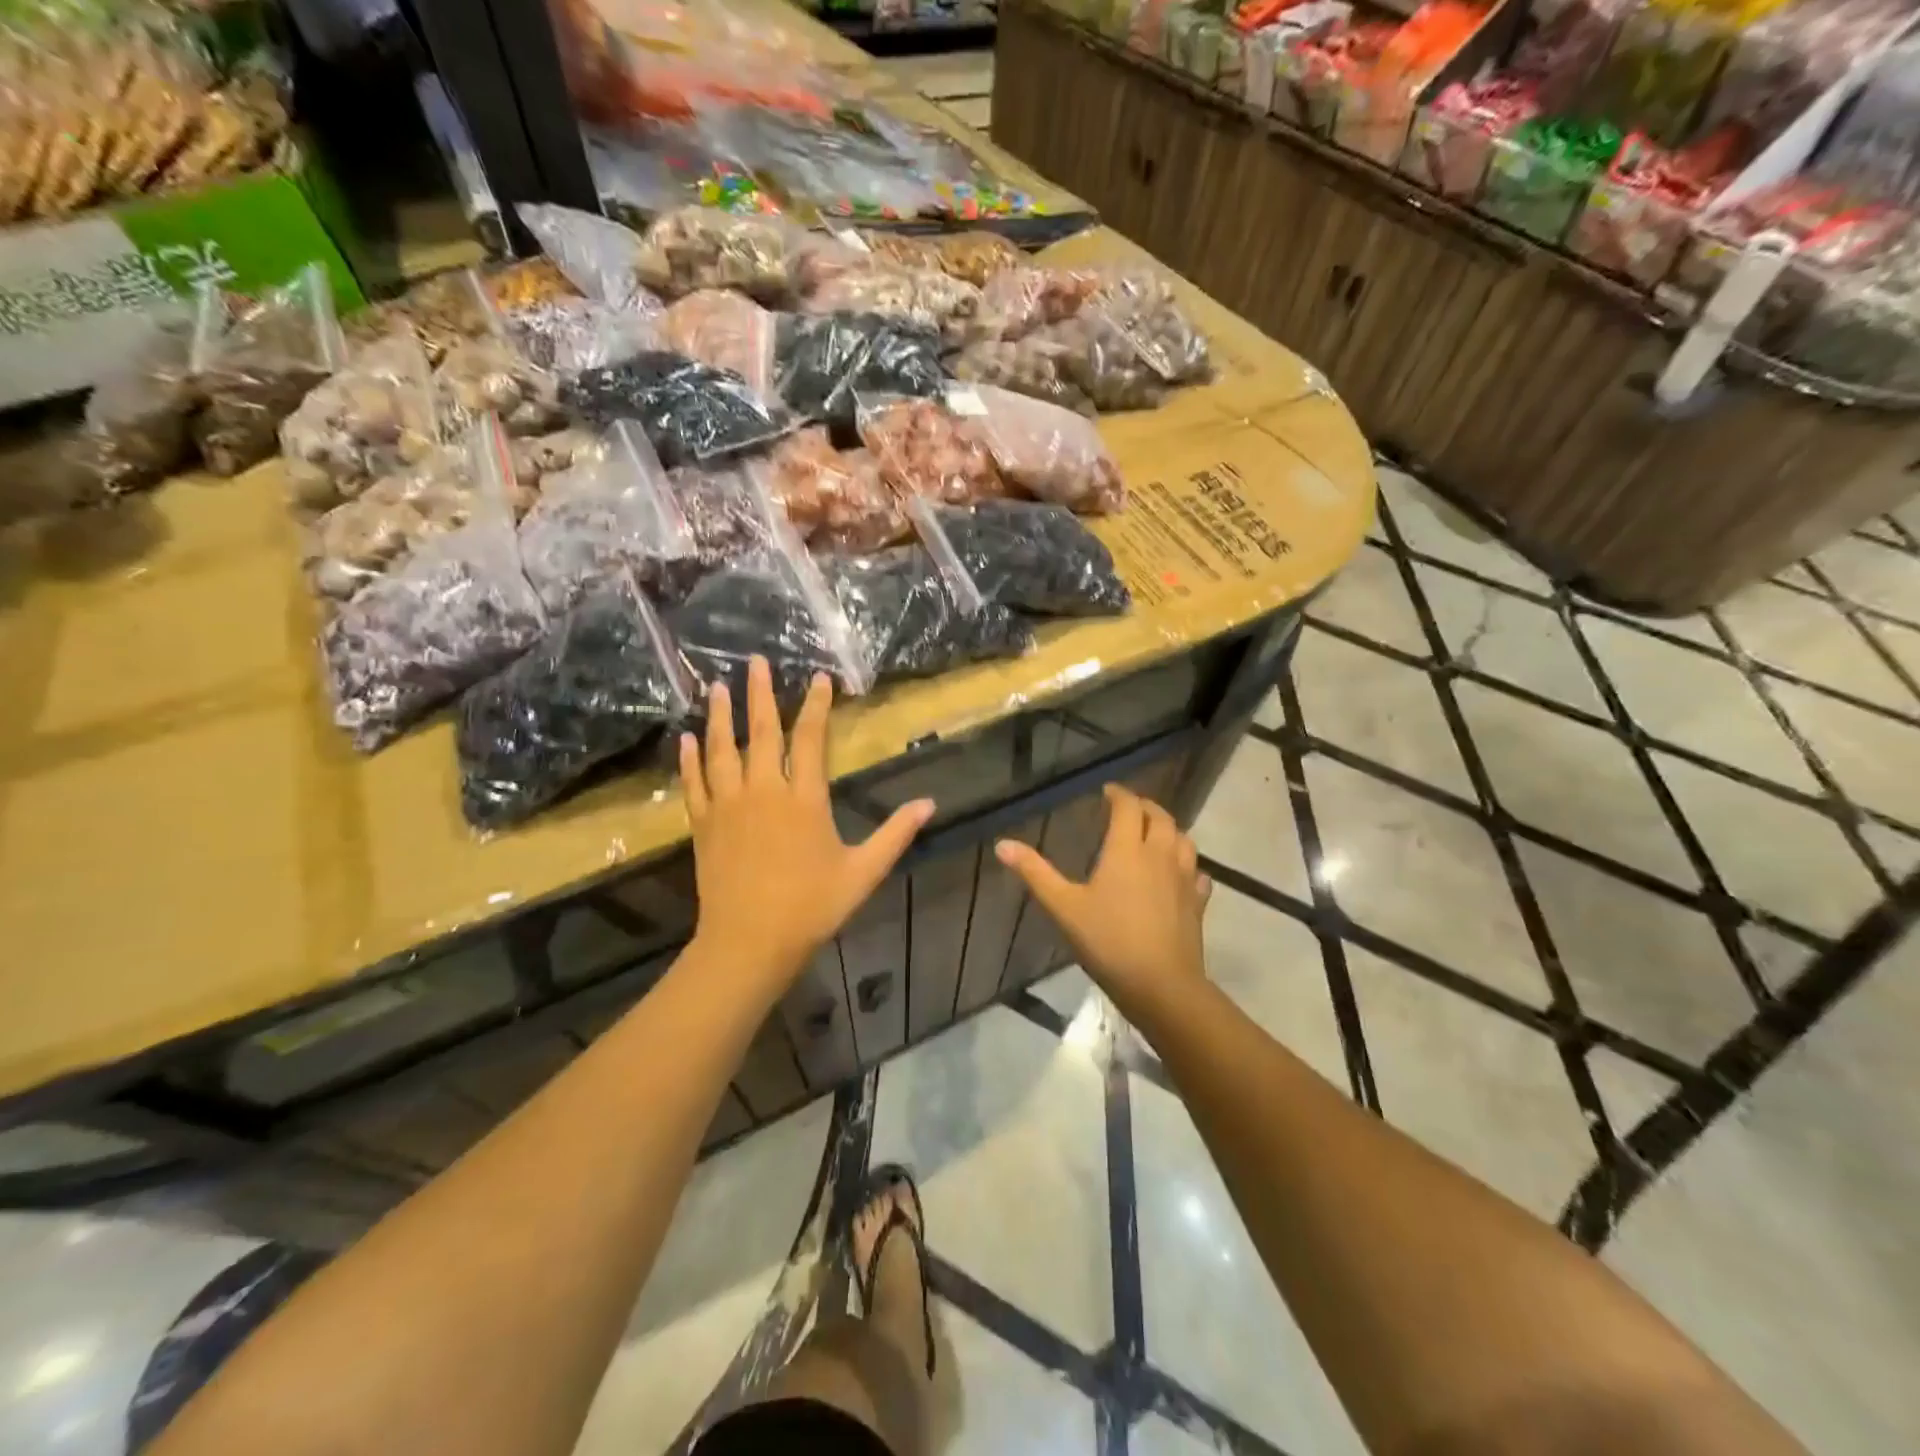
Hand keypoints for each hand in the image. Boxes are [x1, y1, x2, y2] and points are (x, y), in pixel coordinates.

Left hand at [681, 656, 933, 990]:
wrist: (750, 942)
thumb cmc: (812, 907)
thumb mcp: (863, 872)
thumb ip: (895, 834)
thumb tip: (930, 804)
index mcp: (804, 799)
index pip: (811, 740)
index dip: (815, 706)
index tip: (817, 679)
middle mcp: (764, 791)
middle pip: (762, 732)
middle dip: (760, 694)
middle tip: (754, 661)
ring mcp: (729, 805)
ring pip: (722, 749)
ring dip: (720, 715)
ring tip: (717, 686)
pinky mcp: (704, 824)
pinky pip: (694, 782)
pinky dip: (690, 758)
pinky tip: (687, 738)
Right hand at [996, 784, 1211, 1020]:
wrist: (1162, 984)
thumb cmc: (1109, 941)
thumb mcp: (1064, 907)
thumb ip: (1035, 873)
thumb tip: (1002, 844)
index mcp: (1127, 849)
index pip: (1128, 807)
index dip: (1118, 794)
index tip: (1107, 792)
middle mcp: (1160, 855)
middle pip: (1160, 817)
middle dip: (1144, 807)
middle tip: (1129, 809)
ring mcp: (1184, 879)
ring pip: (1183, 840)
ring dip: (1168, 830)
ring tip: (1154, 834)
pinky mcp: (1198, 903)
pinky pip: (1197, 872)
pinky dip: (1187, 864)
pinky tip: (1179, 874)